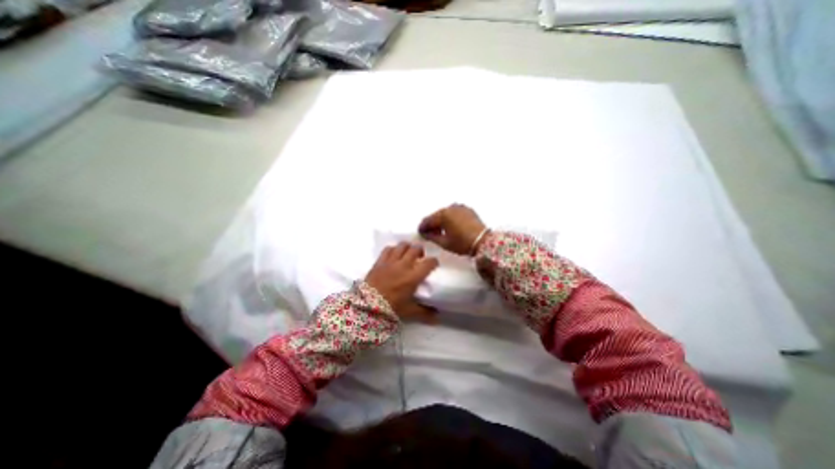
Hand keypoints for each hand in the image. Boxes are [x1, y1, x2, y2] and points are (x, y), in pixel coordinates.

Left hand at [366, 242, 439, 321]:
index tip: (434, 265)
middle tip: (420, 257)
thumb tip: (437, 317)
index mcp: (413, 277)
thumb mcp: (409, 311)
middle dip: (421, 251)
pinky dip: (393, 249)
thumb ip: (425, 313)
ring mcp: (391, 261)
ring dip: (408, 247)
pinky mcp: (380, 261)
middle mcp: (404, 265)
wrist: (367, 306)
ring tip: (408, 253)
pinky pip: (388, 249)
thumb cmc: (391, 308)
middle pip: (416, 249)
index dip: (434, 262)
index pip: (429, 263)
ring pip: (402, 245)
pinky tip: (394, 254)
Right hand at [417, 203, 490, 255]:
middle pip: (436, 215)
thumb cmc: (463, 243)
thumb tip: (425, 233)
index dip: (423, 227)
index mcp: (443, 215)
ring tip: (441, 231)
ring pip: (445, 213)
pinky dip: (450, 218)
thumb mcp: (444, 242)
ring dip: (441, 221)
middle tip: (430, 233)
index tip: (420, 232)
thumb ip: (432, 236)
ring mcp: (460, 207)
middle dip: (432, 224)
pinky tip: (451, 226)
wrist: (483, 241)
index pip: (428, 220)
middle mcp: (451, 208)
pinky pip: (454, 212)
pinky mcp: (467, 210)